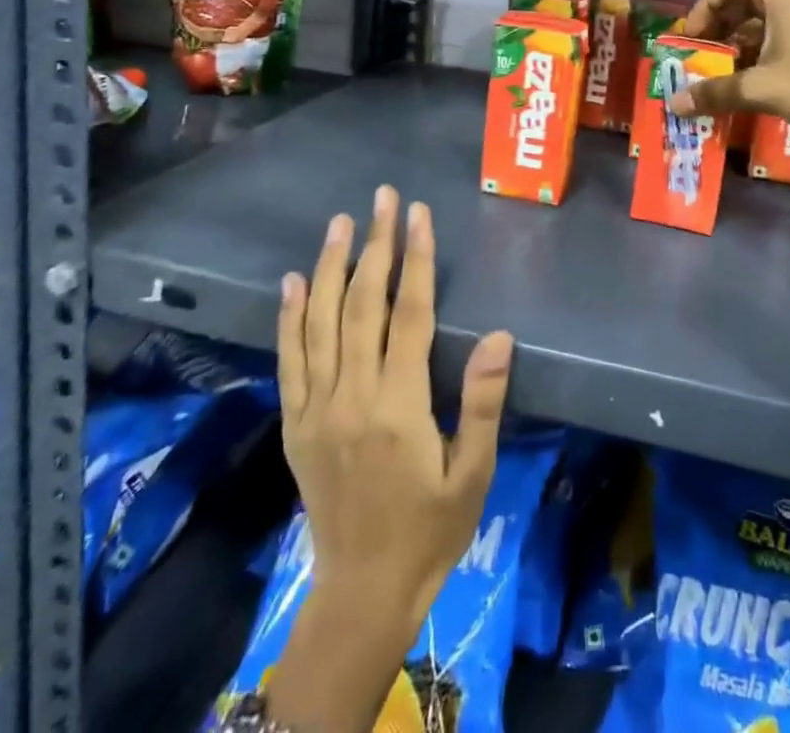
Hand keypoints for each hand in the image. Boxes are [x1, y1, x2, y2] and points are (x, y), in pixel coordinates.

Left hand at [277, 185, 514, 632]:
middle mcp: (351, 396)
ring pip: (320, 322)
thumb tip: (500, 336)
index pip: (408, 313)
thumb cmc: (431, 529)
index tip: (418, 213)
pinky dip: (289, 318)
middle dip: (376, 245)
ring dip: (330, 267)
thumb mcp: (473, 473)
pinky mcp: (296, 424)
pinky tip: (293, 281)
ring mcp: (316, 409)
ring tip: (340, 222)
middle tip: (382, 198)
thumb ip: (482, 402)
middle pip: (362, 305)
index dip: (415, 258)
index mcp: (398, 405)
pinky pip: (289, 361)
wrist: (363, 591)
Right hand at [665, 0, 789, 132]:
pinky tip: (743, 82)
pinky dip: (751, 55)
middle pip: (739, 1)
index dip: (704, 5)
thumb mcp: (760, 88)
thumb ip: (715, 92)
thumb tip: (674, 103)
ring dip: (731, 44)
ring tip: (715, 73)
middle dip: (714, 27)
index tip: (694, 36)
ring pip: (755, 22)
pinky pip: (770, 39)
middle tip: (699, 56)